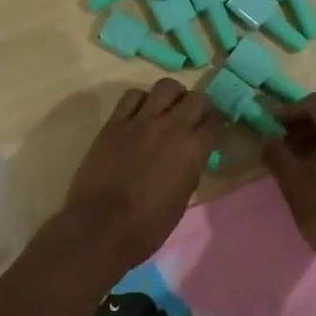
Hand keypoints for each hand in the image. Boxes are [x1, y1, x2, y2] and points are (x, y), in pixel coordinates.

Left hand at [56, 79, 218, 278]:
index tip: (211, 134)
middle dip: (199, 107)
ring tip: (168, 109)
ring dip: (172, 96)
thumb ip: (189, 170)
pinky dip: (141, 100)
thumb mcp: (181, 200)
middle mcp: (170, 126)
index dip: (215, 128)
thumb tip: (190, 158)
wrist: (100, 228)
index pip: (214, 123)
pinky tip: (140, 114)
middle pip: (196, 98)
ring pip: (165, 86)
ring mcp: (140, 121)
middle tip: (194, 119)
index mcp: (191, 149)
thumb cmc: (147, 226)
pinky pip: (132, 96)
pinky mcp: (114, 123)